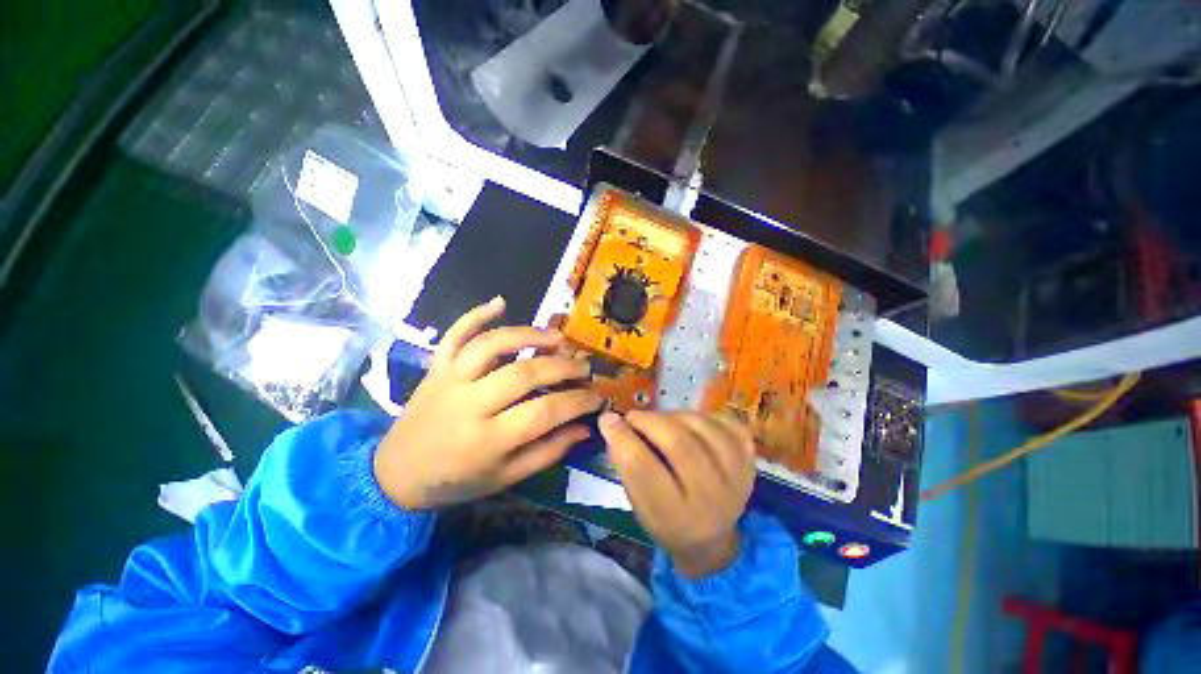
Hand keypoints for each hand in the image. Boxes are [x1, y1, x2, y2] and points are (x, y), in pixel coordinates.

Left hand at [375, 297, 602, 509]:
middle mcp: (468, 404)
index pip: (544, 412)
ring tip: (557, 338)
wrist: (395, 473)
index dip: (577, 401)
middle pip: (523, 374)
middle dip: (562, 367)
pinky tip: (500, 301)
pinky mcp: (437, 367)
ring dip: (529, 335)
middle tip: (583, 366)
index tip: (597, 396)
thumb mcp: (506, 477)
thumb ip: (548, 452)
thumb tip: (585, 427)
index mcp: (486, 440)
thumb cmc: (457, 480)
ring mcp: (449, 379)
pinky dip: (476, 314)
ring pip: (492, 345)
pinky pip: (455, 334)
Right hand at [599, 410, 755, 576]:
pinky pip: (728, 423)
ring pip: (702, 427)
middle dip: (649, 421)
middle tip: (634, 417)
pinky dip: (706, 416)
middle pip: (679, 443)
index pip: (644, 469)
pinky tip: (692, 424)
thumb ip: (627, 466)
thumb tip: (613, 423)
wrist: (712, 540)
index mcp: (676, 517)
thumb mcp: (639, 505)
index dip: (622, 438)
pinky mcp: (750, 461)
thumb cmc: (666, 521)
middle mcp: (711, 498)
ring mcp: (738, 477)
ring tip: (661, 421)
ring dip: (673, 415)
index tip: (608, 419)